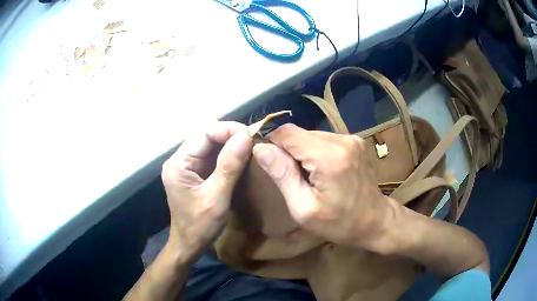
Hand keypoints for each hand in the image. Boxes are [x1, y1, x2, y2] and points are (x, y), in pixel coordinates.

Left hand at [161, 121, 252, 261]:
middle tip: (253, 140)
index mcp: (178, 164)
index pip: (203, 133)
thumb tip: (245, 137)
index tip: (250, 135)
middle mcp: (179, 160)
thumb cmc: (200, 226)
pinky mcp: (193, 173)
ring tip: (250, 146)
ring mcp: (185, 166)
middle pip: (205, 136)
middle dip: (229, 135)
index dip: (227, 130)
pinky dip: (226, 154)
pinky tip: (240, 157)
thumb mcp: (216, 198)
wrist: (189, 244)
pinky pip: (210, 156)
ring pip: (209, 145)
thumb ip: (229, 166)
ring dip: (229, 143)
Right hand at [252, 124, 397, 252]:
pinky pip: (325, 139)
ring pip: (311, 135)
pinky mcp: (356, 141)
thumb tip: (260, 148)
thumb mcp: (303, 208)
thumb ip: (282, 175)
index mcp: (329, 157)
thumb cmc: (339, 223)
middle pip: (300, 133)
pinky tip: (323, 171)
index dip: (273, 143)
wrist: (375, 221)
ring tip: (309, 177)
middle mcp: (342, 140)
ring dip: (303, 152)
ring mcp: (352, 138)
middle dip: (289, 151)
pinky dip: (317, 152)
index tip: (272, 164)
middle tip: (293, 177)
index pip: (287, 133)